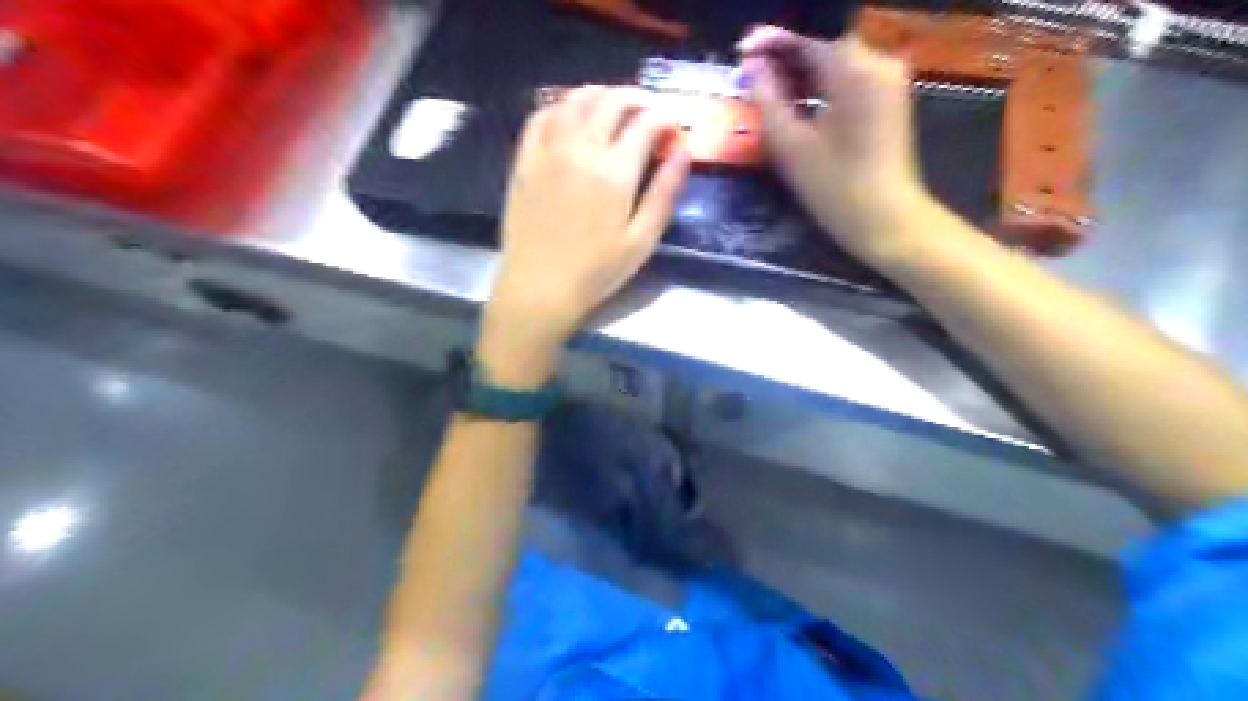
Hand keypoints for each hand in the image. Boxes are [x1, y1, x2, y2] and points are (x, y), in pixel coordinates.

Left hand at [480, 85, 691, 384]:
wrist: (539, 289)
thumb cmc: (596, 272)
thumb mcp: (642, 239)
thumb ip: (665, 192)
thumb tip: (684, 150)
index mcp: (614, 172)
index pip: (646, 123)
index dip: (666, 118)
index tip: (674, 128)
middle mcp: (580, 149)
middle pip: (611, 102)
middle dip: (637, 99)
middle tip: (650, 112)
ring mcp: (548, 151)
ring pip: (575, 100)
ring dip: (601, 94)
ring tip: (615, 106)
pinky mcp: (525, 160)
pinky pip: (541, 116)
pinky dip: (561, 106)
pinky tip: (572, 116)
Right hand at [739, 26, 924, 261]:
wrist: (886, 221)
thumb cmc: (835, 188)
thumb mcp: (791, 145)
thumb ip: (768, 99)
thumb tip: (752, 67)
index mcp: (855, 69)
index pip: (808, 37)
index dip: (771, 39)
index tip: (741, 49)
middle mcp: (878, 63)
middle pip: (824, 43)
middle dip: (785, 54)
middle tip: (749, 72)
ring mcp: (888, 80)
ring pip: (836, 60)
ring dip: (800, 69)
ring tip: (765, 86)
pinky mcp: (889, 99)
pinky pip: (848, 77)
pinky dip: (820, 83)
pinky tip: (796, 99)